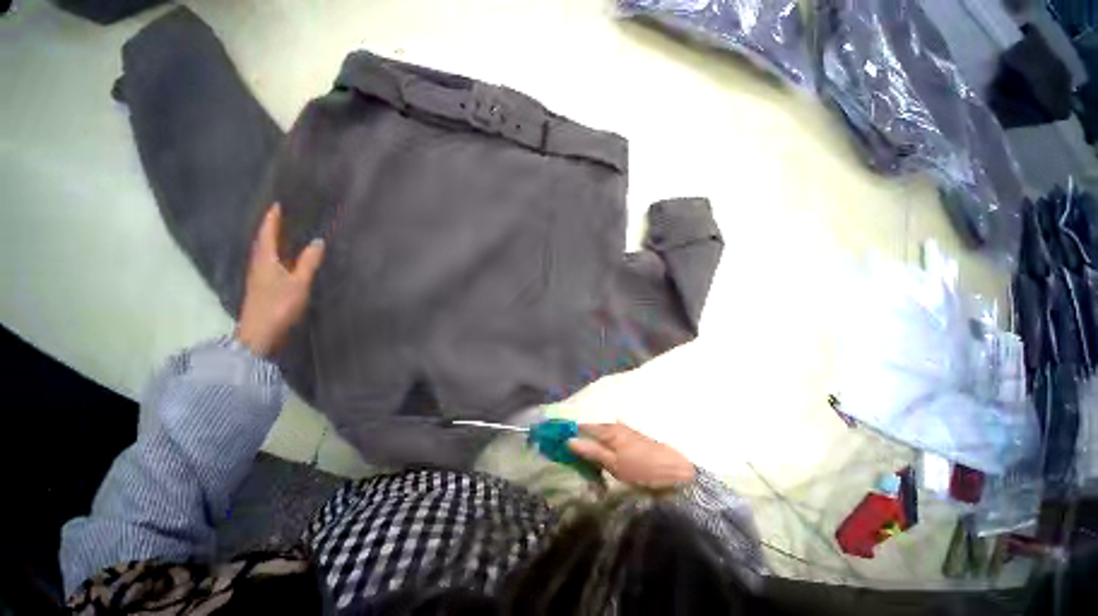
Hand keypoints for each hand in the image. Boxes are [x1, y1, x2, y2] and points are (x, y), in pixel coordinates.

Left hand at [236, 204, 324, 357]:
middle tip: (286, 216)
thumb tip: (318, 241)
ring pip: (267, 254)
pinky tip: (289, 260)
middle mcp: (259, 265)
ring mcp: (260, 278)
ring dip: (276, 242)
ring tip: (289, 234)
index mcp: (264, 260)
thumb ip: (308, 263)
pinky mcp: (264, 288)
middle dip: (272, 228)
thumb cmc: (278, 306)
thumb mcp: (298, 283)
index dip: (271, 219)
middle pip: (264, 242)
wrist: (260, 335)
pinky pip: (272, 265)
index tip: (277, 204)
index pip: (266, 233)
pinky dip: (280, 256)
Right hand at [568, 422, 694, 488]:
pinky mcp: (630, 438)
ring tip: (584, 461)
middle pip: (590, 429)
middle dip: (578, 440)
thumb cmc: (643, 469)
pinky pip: (609, 439)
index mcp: (608, 429)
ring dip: (590, 444)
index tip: (556, 442)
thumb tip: (568, 440)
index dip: (568, 432)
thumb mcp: (614, 465)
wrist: (676, 471)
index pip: (581, 426)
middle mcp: (614, 425)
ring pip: (599, 435)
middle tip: (569, 456)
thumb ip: (591, 452)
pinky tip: (601, 458)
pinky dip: (602, 447)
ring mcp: (623, 430)